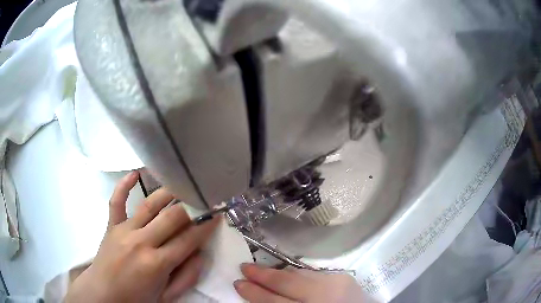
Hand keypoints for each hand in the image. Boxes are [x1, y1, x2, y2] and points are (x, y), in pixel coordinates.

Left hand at [65, 171, 219, 302]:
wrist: (104, 294)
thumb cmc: (137, 299)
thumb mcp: (168, 297)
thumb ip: (187, 276)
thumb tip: (200, 253)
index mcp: (157, 264)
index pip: (188, 239)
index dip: (205, 225)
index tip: (217, 214)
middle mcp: (141, 242)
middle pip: (172, 217)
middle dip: (192, 205)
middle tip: (204, 197)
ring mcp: (124, 231)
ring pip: (149, 205)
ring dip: (168, 192)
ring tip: (182, 184)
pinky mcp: (112, 226)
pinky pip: (116, 201)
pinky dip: (124, 185)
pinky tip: (135, 173)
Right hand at [234, 264, 368, 302]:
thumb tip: (261, 298)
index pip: (275, 302)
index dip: (255, 294)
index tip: (238, 284)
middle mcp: (322, 296)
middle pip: (286, 284)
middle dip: (262, 276)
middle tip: (243, 268)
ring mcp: (335, 283)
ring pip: (298, 274)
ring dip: (276, 271)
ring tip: (258, 268)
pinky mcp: (342, 276)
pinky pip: (312, 273)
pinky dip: (295, 273)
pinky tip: (285, 273)